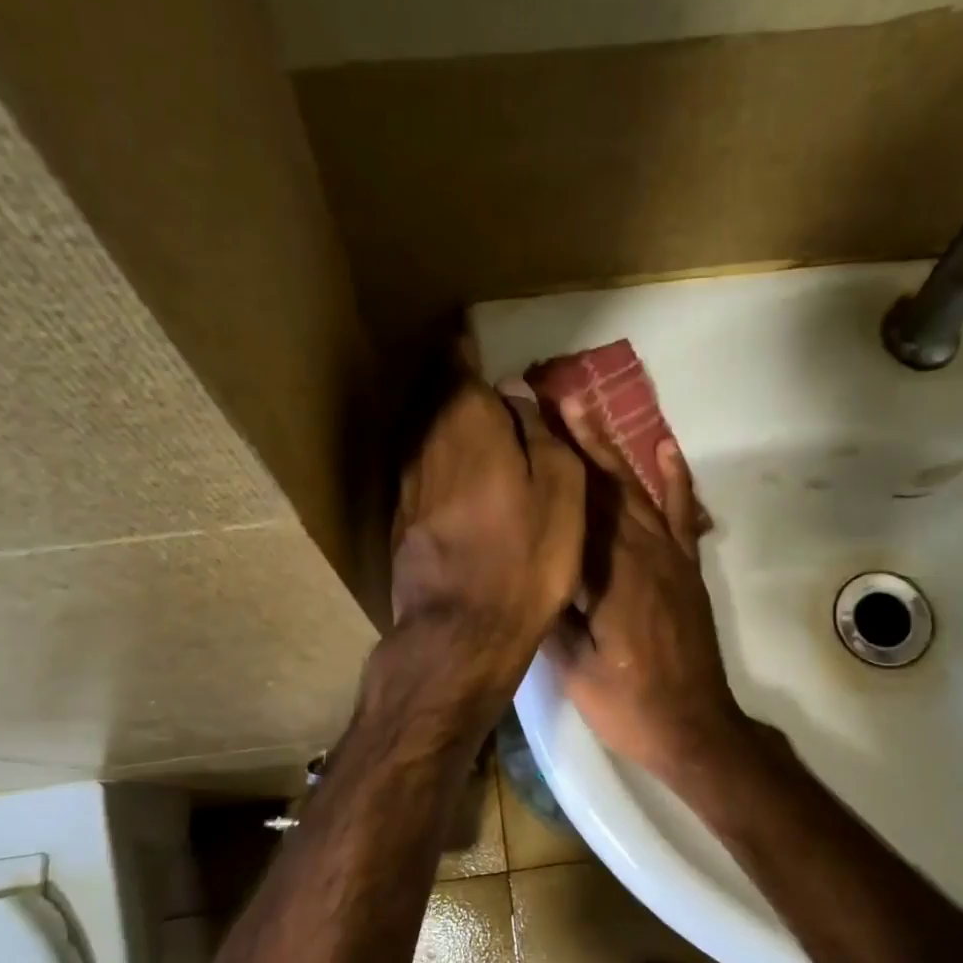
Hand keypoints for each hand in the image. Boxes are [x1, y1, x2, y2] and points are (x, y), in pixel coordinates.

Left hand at [390, 369, 585, 711]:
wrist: (463, 631)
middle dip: (452, 383)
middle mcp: (426, 444)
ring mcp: (407, 484)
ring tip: (465, 419)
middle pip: (434, 399)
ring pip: (424, 435)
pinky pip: (420, 470)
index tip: (466, 331)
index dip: (463, 347)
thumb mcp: (561, 492)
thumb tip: (516, 398)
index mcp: (468, 425)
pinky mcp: (401, 520)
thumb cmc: (526, 557)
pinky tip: (452, 472)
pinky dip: (436, 459)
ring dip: (442, 421)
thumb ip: (541, 435)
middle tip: (472, 374)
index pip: (457, 366)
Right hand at [546, 398, 750, 781]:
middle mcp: (640, 553)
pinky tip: (664, 448)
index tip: (523, 425)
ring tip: (585, 407)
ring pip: (635, 490)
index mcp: (607, 575)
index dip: (549, 463)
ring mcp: (668, 558)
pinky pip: (679, 515)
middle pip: (603, 486)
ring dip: (610, 447)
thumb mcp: (572, 668)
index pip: (573, 505)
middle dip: (574, 439)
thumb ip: (550, 613)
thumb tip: (526, 566)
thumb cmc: (627, 704)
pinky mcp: (685, 569)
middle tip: (547, 396)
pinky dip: (673, 479)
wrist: (694, 728)